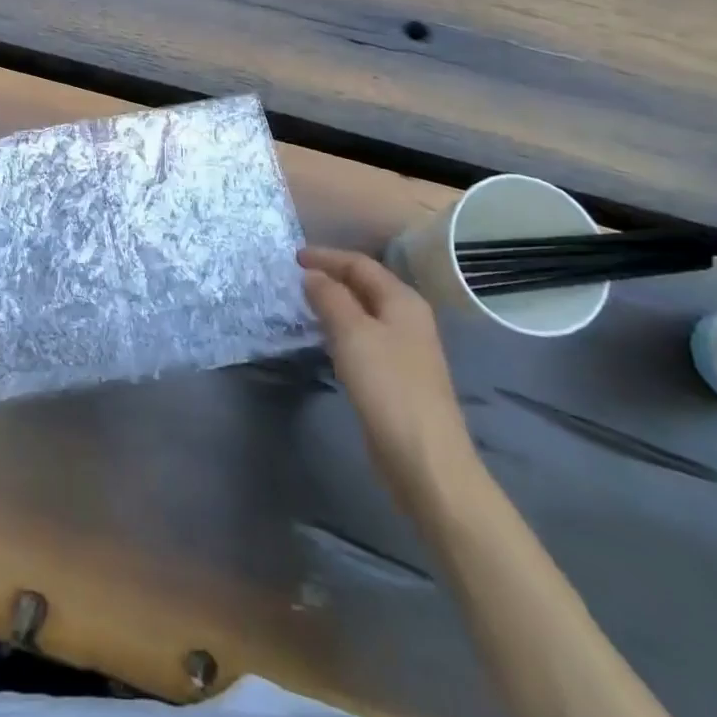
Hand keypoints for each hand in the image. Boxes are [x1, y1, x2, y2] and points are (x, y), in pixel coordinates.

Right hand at [300, 247, 478, 505]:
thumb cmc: (388, 386)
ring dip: (334, 303)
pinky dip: (341, 329)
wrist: (424, 459)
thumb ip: (330, 297)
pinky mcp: (395, 376)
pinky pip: (363, 338)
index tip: (292, 257)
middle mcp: (407, 318)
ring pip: (363, 312)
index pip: (360, 264)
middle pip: (364, 285)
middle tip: (294, 277)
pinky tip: (324, 338)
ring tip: (302, 303)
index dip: (326, 257)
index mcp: (402, 301)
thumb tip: (312, 275)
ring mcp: (404, 349)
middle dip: (330, 277)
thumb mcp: (352, 333)